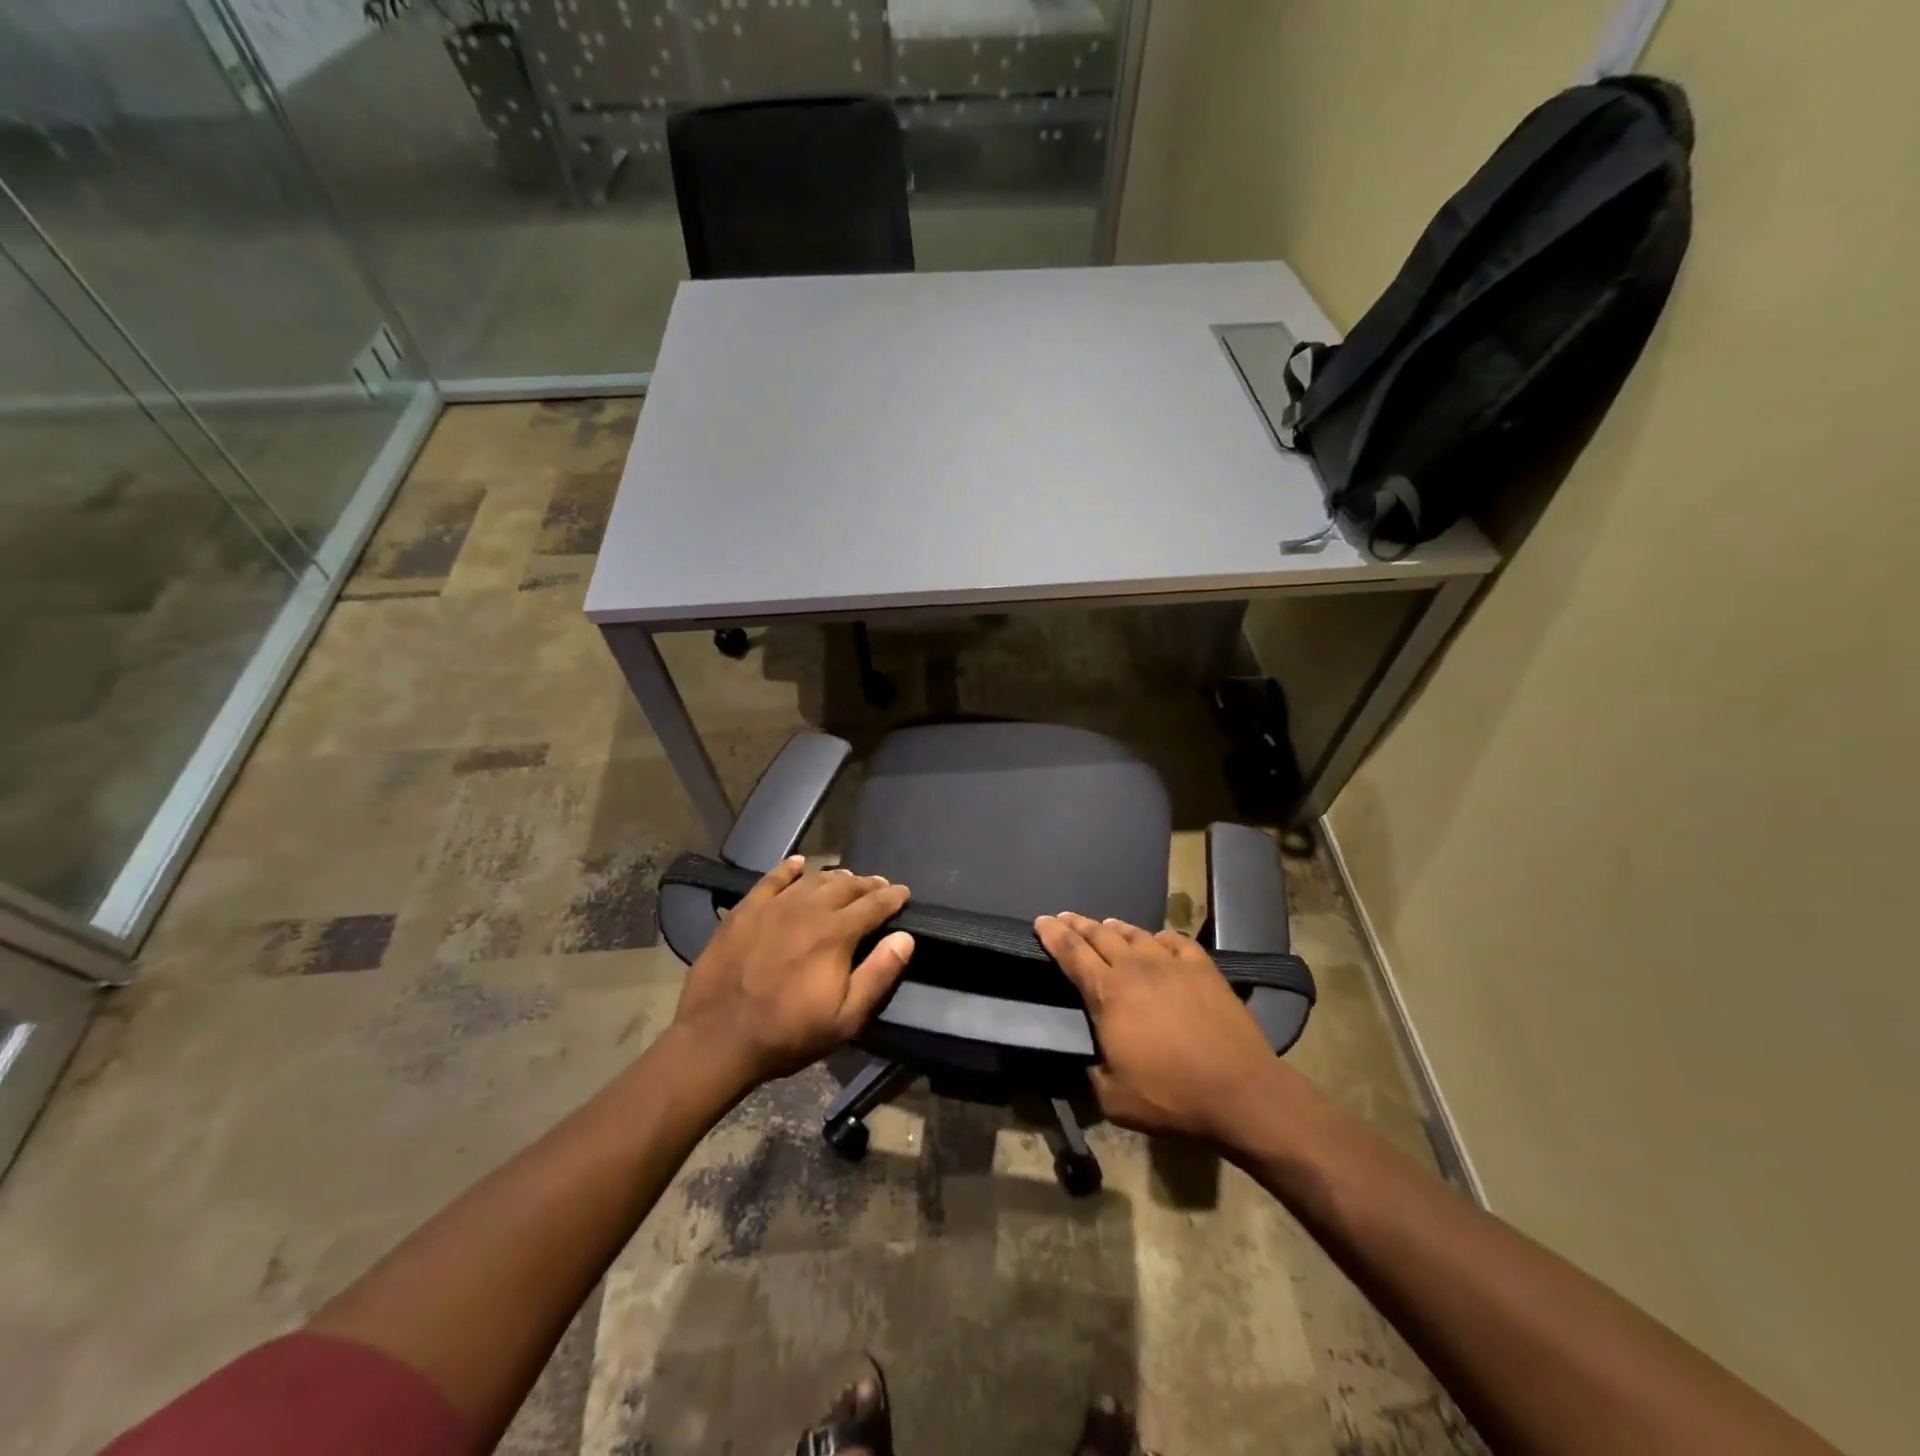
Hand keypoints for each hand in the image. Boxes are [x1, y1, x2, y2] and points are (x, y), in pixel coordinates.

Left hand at [674, 857, 913, 1088]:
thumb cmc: (788, 1033)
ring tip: (847, 878)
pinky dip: (788, 868)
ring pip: (812, 880)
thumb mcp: (845, 1018)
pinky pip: (771, 879)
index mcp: (836, 933)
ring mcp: (773, 906)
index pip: (873, 905)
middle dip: (867, 884)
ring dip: (834, 877)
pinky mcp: (745, 910)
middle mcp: (808, 909)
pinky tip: (797, 863)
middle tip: (879, 886)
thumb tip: (905, 938)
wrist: (717, 1038)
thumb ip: (878, 974)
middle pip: (845, 886)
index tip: (904, 893)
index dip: (892, 897)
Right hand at [1035, 912, 1277, 1145]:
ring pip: (1135, 933)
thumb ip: (1092, 1073)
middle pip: (1099, 935)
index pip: (1072, 953)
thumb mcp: (1113, 1099)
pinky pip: (1175, 941)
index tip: (1041, 921)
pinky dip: (1159, 937)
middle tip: (1064, 917)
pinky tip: (1157, 939)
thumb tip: (1090, 1059)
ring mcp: (1171, 963)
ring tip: (1105, 923)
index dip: (1053, 935)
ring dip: (1115, 927)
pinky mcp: (1203, 968)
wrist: (1239, 1091)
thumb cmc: (1171, 1095)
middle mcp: (1135, 967)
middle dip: (1077, 924)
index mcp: (1107, 993)